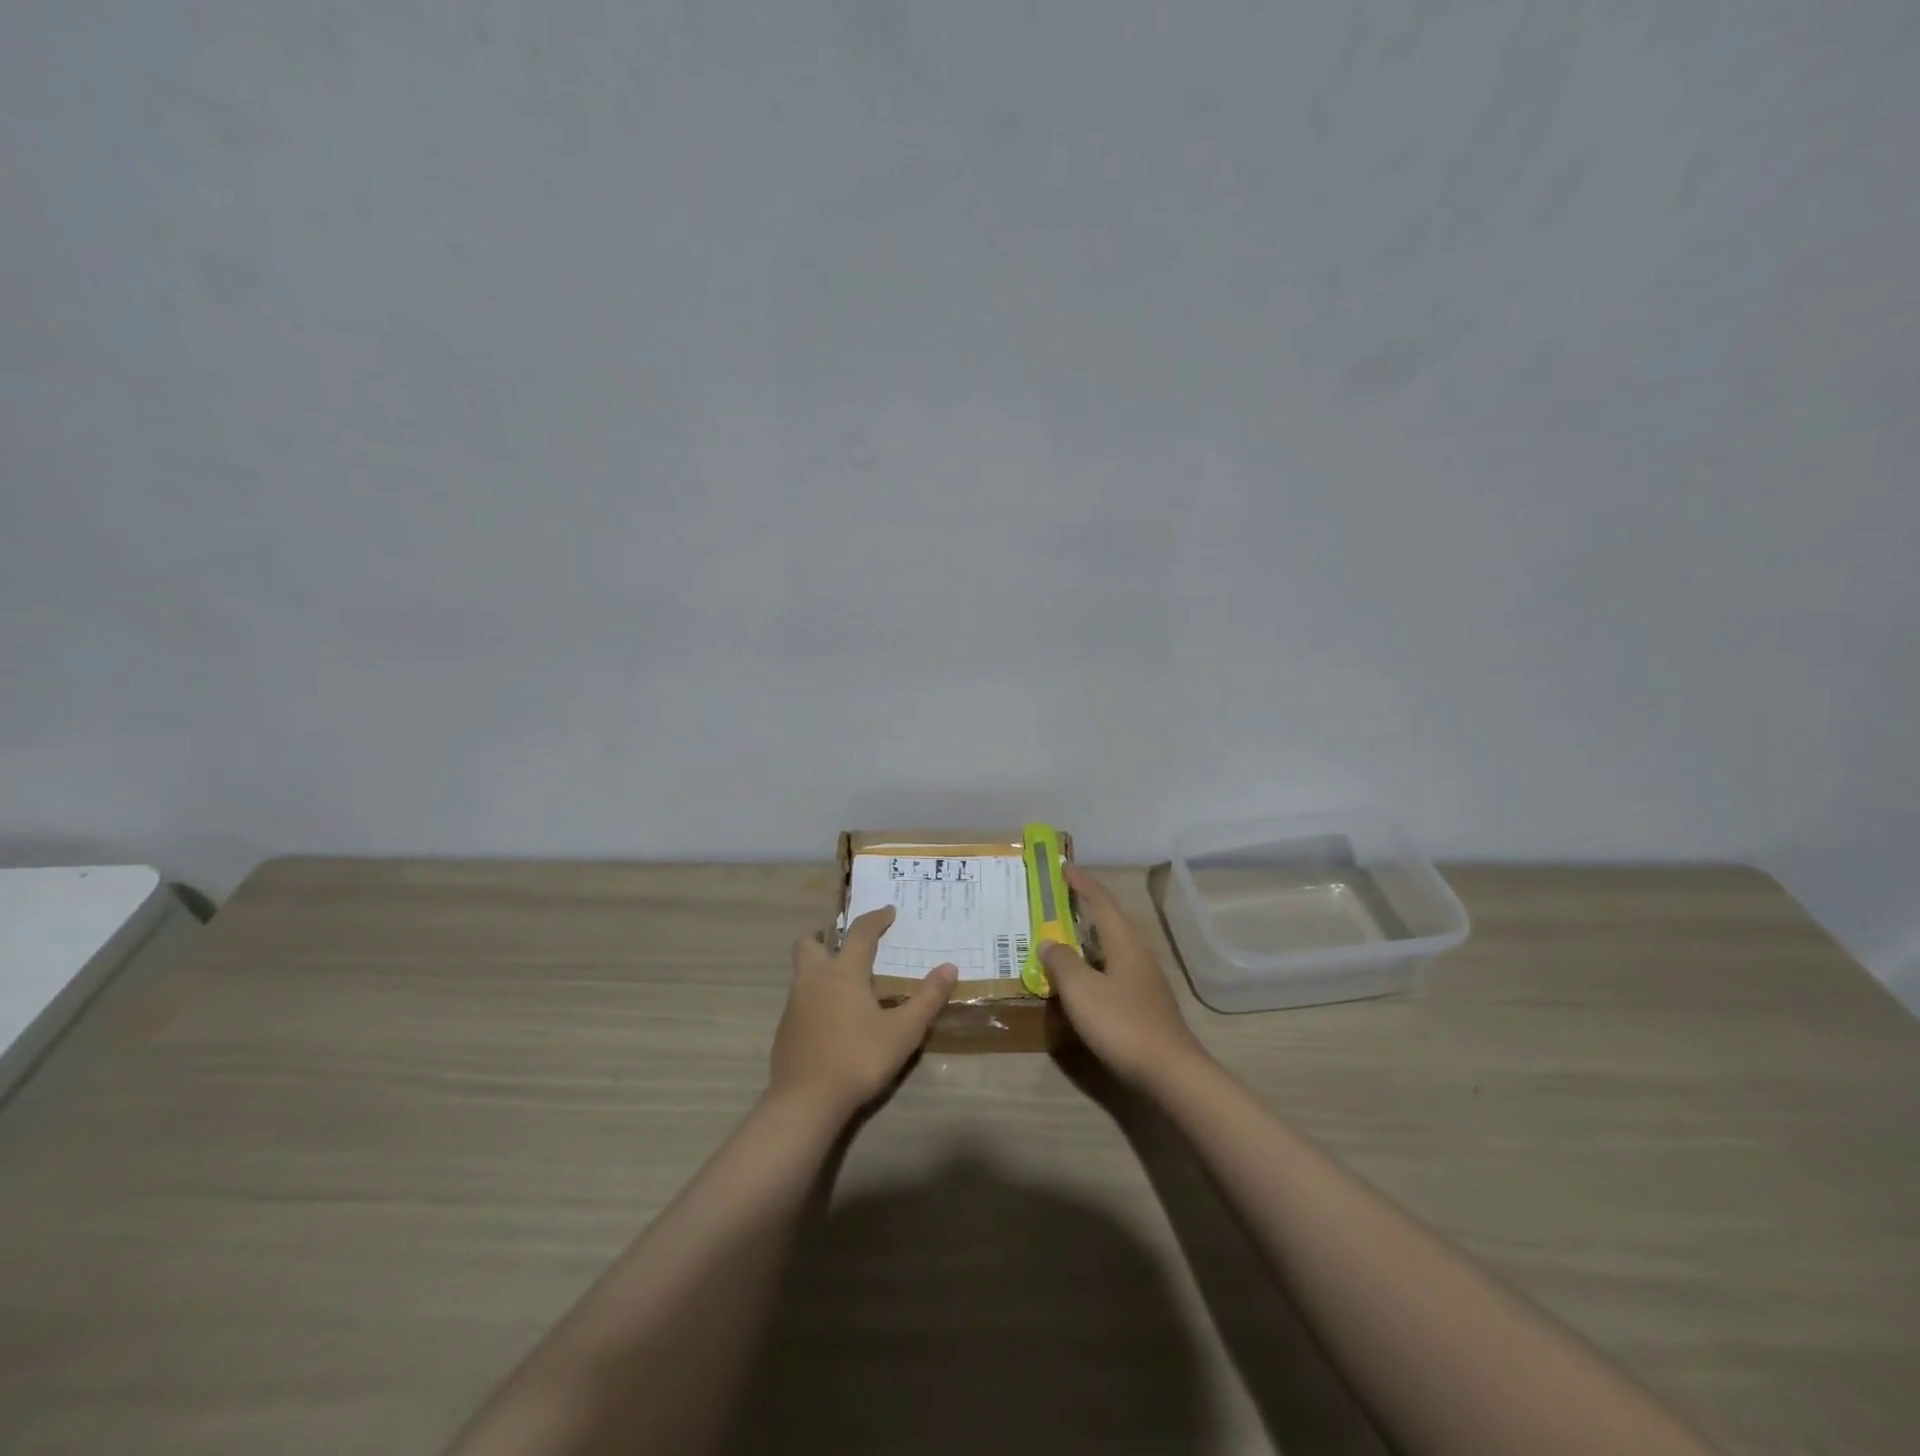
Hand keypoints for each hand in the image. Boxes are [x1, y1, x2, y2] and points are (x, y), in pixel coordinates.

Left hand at [769, 907, 954, 1121]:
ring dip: (821, 967)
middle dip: (826, 936)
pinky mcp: (785, 1030)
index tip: (888, 911)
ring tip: (847, 983)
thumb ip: (927, 998)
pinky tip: (833, 1019)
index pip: (861, 932)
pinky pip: (801, 1000)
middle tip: (847, 942)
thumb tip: (949, 967)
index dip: (876, 918)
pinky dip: (816, 997)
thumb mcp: (903, 1031)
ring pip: (802, 972)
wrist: (805, 1102)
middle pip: (810, 943)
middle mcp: (814, 979)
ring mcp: (794, 1004)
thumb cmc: (858, 1059)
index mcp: (844, 972)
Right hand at [1042, 867, 1210, 1084]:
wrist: (1171, 1072)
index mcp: (1124, 942)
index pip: (1101, 902)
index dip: (1081, 883)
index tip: (1063, 866)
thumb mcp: (1082, 991)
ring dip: (1088, 938)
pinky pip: (1114, 969)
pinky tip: (1082, 979)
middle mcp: (1138, 953)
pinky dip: (1094, 964)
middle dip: (1085, 907)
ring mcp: (1145, 979)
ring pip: (1112, 947)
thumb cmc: (1123, 1024)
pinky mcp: (1146, 1003)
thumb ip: (1062, 962)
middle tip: (1060, 899)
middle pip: (1110, 921)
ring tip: (1063, 937)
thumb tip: (1048, 940)